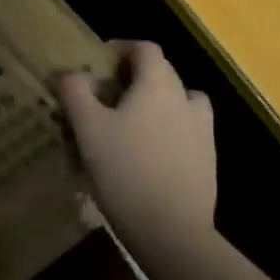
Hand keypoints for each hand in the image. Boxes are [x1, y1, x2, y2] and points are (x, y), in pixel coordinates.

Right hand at [58, 41, 216, 259]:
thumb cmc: (125, 170)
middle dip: (136, 76)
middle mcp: (186, 100)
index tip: (100, 60)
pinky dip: (169, 131)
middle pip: (163, 73)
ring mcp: (202, 132)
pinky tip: (147, 155)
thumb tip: (72, 73)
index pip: (146, 49)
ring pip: (180, 103)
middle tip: (107, 94)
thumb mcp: (88, 128)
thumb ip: (76, 92)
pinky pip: (187, 132)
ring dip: (158, 103)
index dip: (122, 47)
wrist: (171, 231)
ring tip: (132, 122)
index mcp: (159, 85)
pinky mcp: (208, 162)